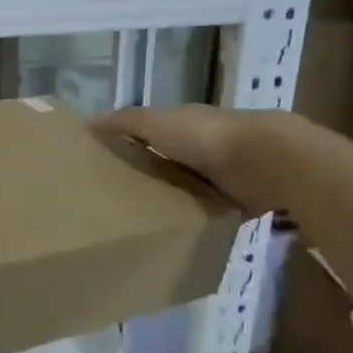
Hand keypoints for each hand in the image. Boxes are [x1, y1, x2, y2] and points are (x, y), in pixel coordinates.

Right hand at [97, 104, 290, 216]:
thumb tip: (85, 123)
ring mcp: (225, 172)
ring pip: (191, 184)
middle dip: (152, 172)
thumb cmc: (205, 136)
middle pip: (171, 160)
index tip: (107, 162)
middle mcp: (204, 145)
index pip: (152, 131)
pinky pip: (213, 208)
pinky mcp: (240, 198)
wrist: (266, 159)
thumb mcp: (156, 123)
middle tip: (119, 197)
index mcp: (184, 123)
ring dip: (176, 196)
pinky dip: (200, 215)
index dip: (131, 143)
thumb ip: (124, 122)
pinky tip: (180, 230)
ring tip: (144, 219)